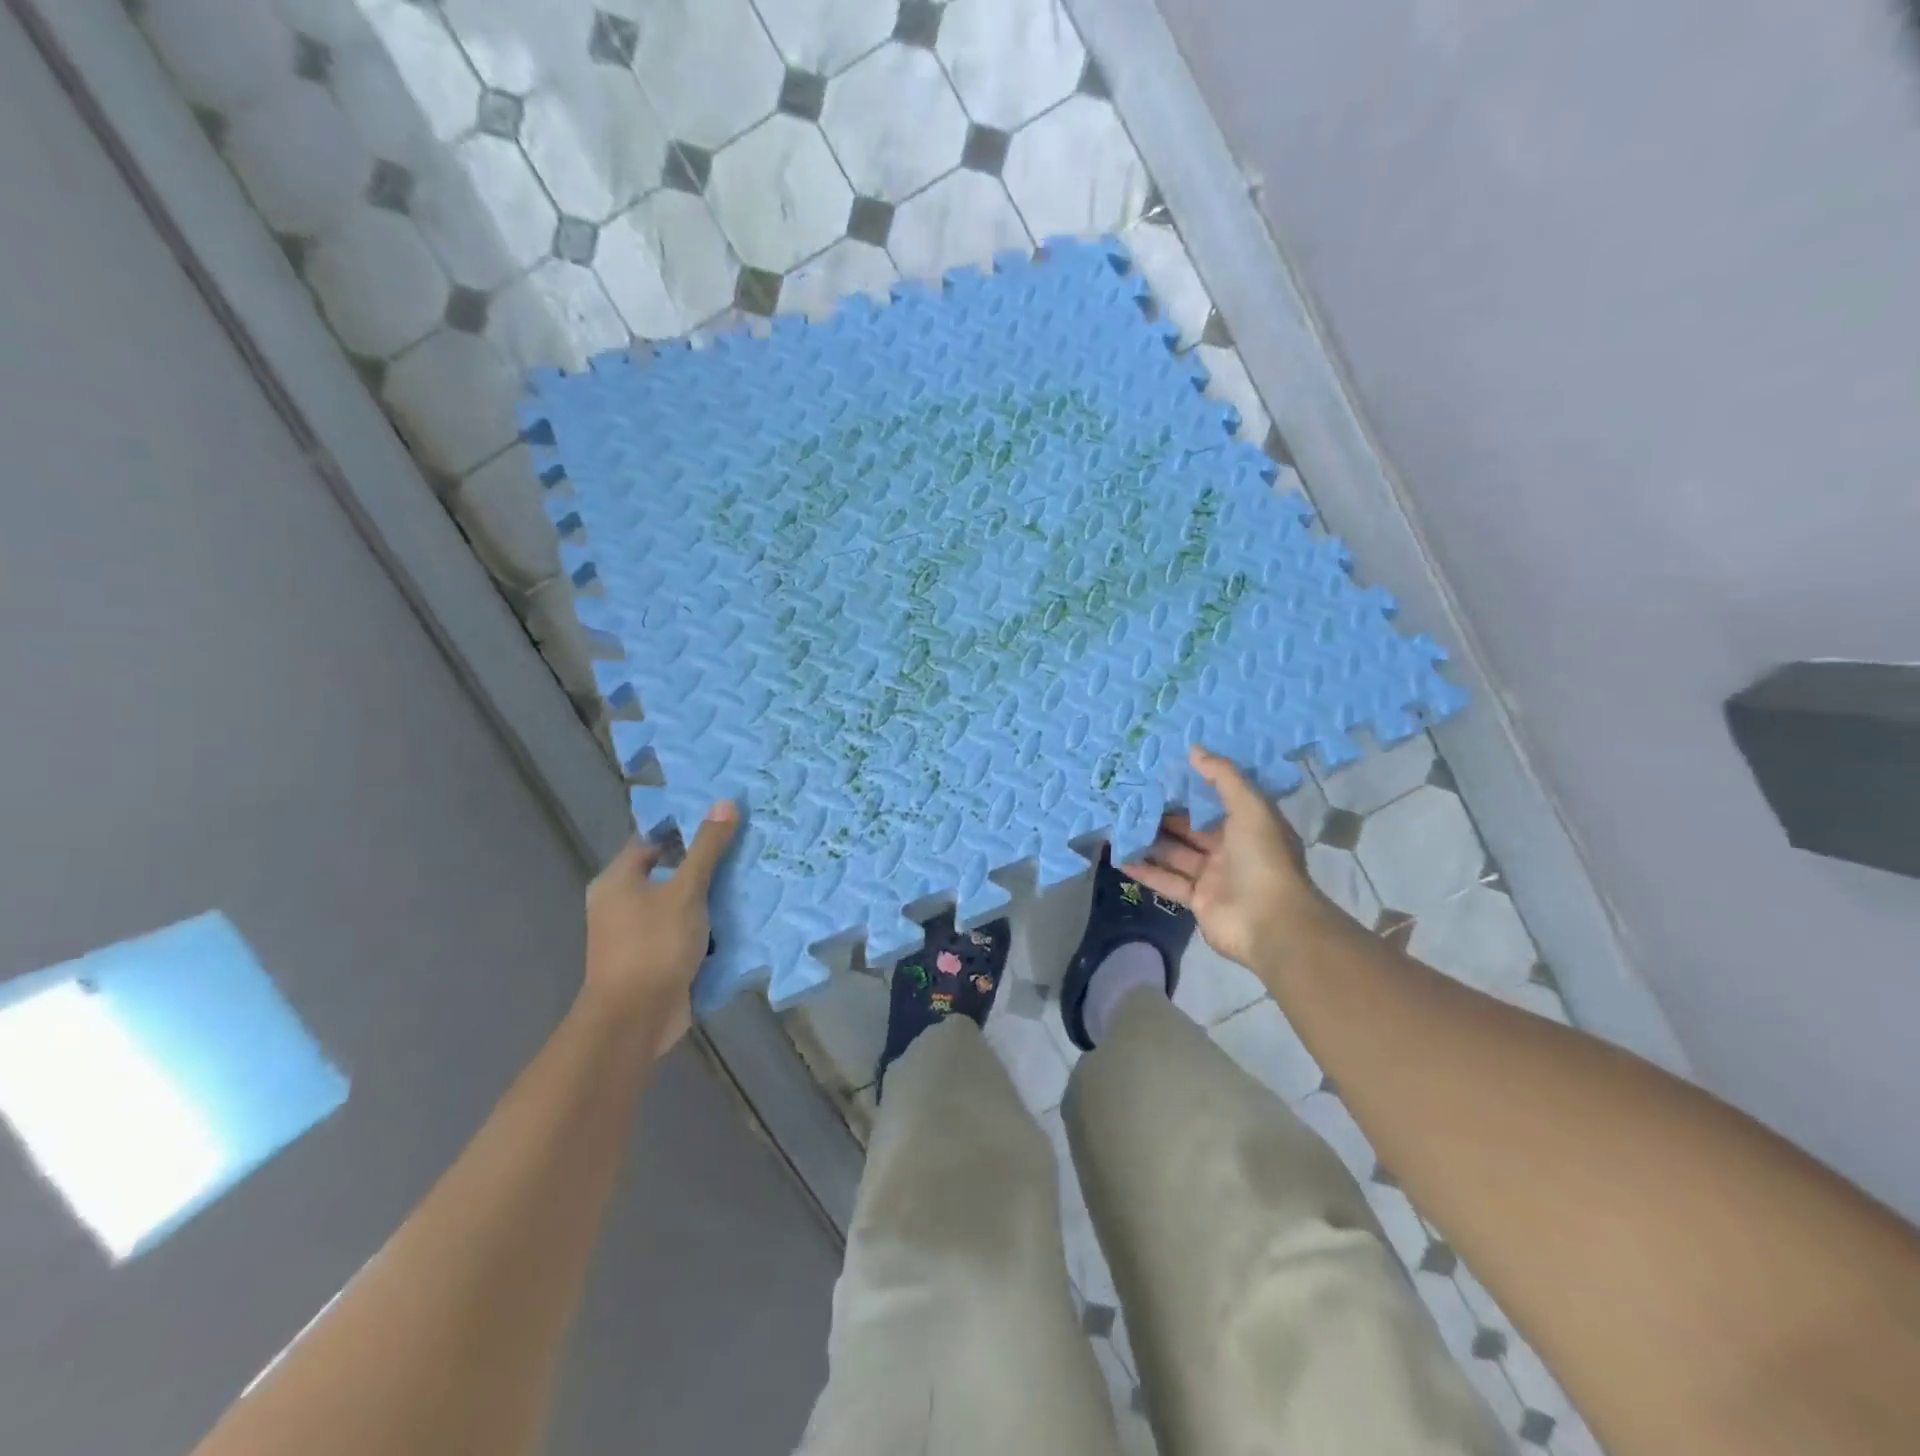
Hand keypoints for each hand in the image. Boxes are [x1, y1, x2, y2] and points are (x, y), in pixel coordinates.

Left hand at [580, 802, 738, 1056]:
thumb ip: (707, 848)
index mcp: (617, 880)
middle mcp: (620, 904)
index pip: (651, 840)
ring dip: (708, 899)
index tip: (721, 820)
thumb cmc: (654, 945)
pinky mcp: (654, 960)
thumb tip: (725, 802)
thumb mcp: (686, 890)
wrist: (636, 1019)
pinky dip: (706, 927)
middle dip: (703, 865)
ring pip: (678, 905)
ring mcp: (636, 935)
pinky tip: (737, 920)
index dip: (683, 828)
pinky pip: (684, 933)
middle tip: (743, 848)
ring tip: (748, 879)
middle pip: (667, 873)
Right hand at [1122, 745, 1329, 970]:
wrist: (1271, 923)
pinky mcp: (1198, 901)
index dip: (1192, 788)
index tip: (1161, 773)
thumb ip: (1223, 777)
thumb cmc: (1263, 859)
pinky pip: (1167, 881)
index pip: (1216, 802)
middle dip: (1164, 815)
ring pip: (1176, 854)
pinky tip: (1120, 858)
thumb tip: (1194, 749)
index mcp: (1249, 826)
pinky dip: (1145, 871)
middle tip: (1131, 797)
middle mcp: (1232, 850)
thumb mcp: (1250, 807)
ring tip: (1119, 824)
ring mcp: (1214, 877)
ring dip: (1150, 842)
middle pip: (1191, 828)